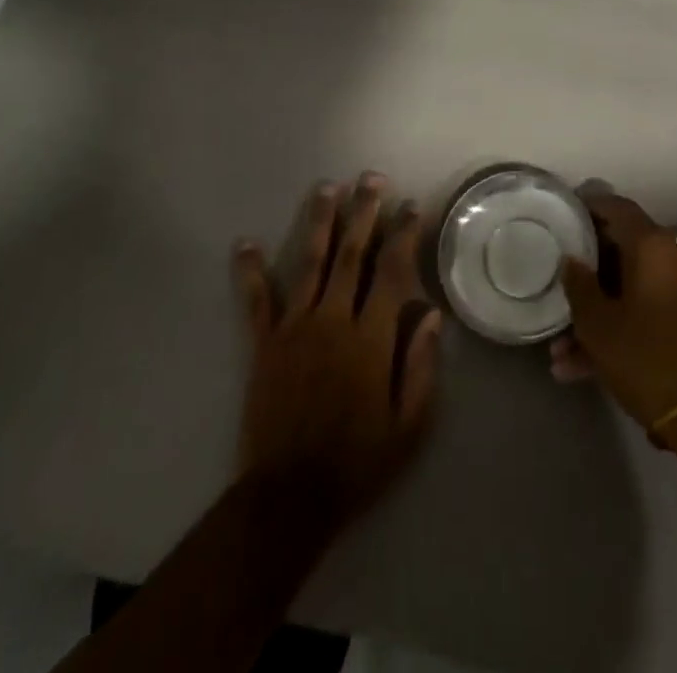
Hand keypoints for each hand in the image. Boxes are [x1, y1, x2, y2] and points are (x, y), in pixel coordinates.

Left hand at [231, 172, 441, 536]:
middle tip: (371, 179)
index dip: (403, 235)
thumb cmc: (358, 462)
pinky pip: (257, 300)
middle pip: (352, 254)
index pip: (391, 272)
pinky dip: (251, 270)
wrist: (290, 497)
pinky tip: (245, 242)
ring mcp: (295, 327)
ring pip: (311, 263)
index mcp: (371, 338)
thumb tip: (431, 314)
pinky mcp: (264, 343)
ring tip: (327, 187)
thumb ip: (422, 366)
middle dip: (364, 212)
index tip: (410, 207)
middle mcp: (333, 319)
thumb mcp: (409, 425)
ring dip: (320, 222)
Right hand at [551, 187, 676, 429]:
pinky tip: (586, 367)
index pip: (616, 208)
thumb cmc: (648, 360)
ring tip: (562, 352)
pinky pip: (652, 310)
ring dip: (600, 313)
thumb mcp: (598, 324)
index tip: (562, 218)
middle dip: (588, 275)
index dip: (587, 208)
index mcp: (654, 246)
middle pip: (623, 251)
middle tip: (557, 289)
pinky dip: (624, 327)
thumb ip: (578, 285)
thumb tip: (572, 261)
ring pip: (634, 289)